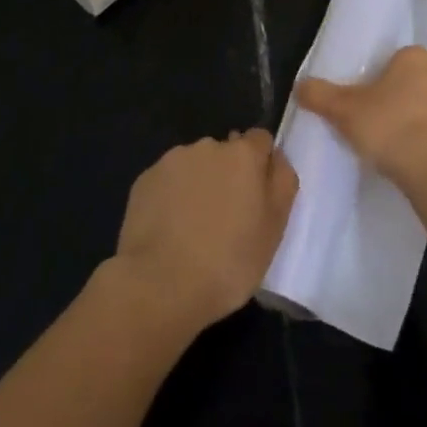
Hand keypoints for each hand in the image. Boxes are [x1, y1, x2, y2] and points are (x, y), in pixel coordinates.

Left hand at [112, 130, 297, 333]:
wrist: (159, 285)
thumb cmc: (228, 262)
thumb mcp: (274, 229)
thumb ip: (282, 183)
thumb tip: (276, 158)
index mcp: (244, 154)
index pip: (261, 140)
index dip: (261, 165)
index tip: (256, 196)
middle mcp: (209, 146)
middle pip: (226, 152)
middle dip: (228, 175)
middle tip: (226, 218)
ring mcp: (173, 161)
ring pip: (195, 166)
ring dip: (199, 184)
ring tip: (193, 227)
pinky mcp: (144, 179)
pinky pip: (168, 181)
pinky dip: (172, 197)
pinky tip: (169, 229)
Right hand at [297, 45, 426, 196]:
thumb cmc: (390, 126)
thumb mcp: (344, 110)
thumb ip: (321, 95)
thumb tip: (299, 86)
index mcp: (416, 57)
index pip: (396, 59)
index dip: (379, 77)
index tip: (364, 99)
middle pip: (413, 83)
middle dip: (397, 100)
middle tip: (374, 123)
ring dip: (415, 124)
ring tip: (391, 149)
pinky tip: (412, 165)